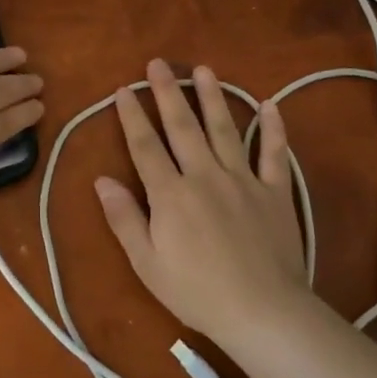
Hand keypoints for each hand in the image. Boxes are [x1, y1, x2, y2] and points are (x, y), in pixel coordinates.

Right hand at [95, 58, 309, 345]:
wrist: (265, 313)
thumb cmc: (197, 292)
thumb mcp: (147, 264)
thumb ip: (124, 218)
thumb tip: (101, 179)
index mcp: (171, 194)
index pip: (145, 146)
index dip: (132, 116)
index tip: (123, 89)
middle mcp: (205, 176)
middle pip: (182, 127)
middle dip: (168, 92)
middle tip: (158, 63)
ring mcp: (243, 181)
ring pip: (225, 129)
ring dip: (212, 97)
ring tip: (203, 69)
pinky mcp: (275, 192)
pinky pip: (274, 154)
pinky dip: (272, 128)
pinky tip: (269, 104)